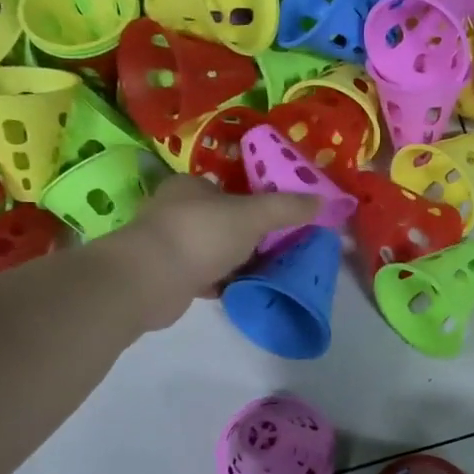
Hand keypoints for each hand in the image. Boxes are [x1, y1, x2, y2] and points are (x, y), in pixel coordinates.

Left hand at [117, 175, 319, 326]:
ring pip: (216, 249)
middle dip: (252, 234)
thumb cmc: (200, 235)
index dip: (258, 201)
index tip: (284, 219)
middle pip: (225, 220)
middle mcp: (177, 210)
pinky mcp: (169, 276)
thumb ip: (287, 208)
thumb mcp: (253, 215)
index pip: (231, 188)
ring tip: (271, 270)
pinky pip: (206, 275)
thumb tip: (325, 199)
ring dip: (239, 260)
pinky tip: (245, 288)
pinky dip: (225, 281)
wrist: (148, 281)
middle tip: (283, 247)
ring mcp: (170, 244)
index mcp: (192, 186)